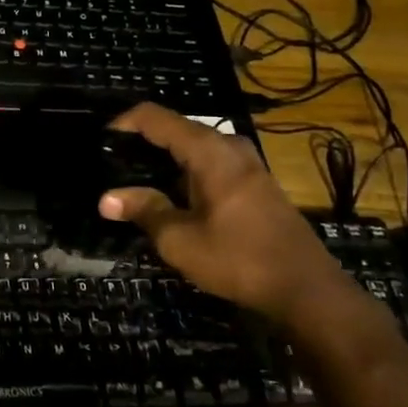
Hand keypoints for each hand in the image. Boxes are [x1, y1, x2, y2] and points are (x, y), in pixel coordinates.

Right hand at [99, 103, 339, 319]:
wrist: (307, 289)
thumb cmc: (238, 259)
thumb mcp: (180, 239)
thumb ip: (143, 211)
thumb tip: (106, 198)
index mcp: (208, 150)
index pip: (155, 117)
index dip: (124, 123)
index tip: (101, 141)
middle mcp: (229, 146)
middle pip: (176, 128)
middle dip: (143, 142)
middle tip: (114, 164)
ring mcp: (248, 163)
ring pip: (195, 146)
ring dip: (166, 158)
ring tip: (137, 180)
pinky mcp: (257, 183)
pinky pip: (212, 162)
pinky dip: (187, 171)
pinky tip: (174, 196)